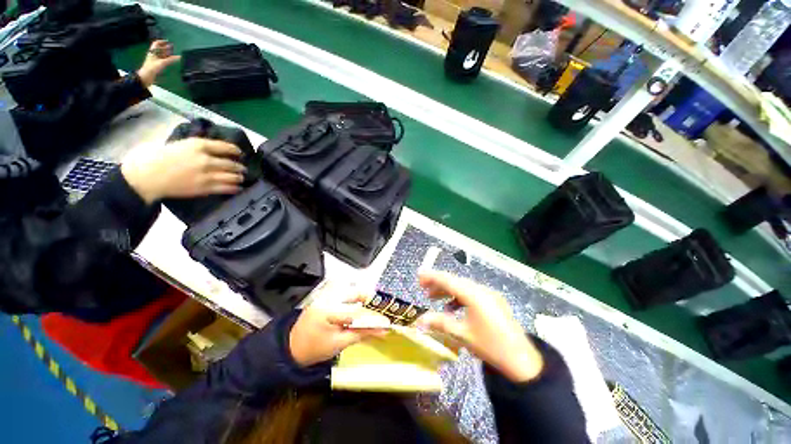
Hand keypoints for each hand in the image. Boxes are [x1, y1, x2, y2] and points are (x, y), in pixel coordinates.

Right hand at [121, 138, 245, 203]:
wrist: (145, 177)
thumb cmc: (154, 157)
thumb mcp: (177, 144)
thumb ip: (194, 147)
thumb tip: (206, 149)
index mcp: (197, 145)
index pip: (224, 146)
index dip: (235, 150)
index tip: (239, 152)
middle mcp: (206, 159)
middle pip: (230, 163)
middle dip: (239, 166)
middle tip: (243, 168)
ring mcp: (207, 174)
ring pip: (231, 176)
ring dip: (239, 177)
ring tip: (241, 178)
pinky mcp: (205, 187)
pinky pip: (225, 188)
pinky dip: (234, 188)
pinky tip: (238, 188)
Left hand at [137, 40, 180, 87]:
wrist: (146, 76)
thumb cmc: (152, 68)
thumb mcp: (162, 63)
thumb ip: (171, 59)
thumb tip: (179, 56)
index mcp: (153, 52)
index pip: (156, 44)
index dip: (162, 41)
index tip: (167, 41)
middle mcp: (154, 54)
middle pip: (159, 49)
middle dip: (165, 47)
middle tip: (172, 46)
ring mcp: (155, 60)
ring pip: (161, 54)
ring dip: (167, 53)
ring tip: (173, 52)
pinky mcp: (157, 65)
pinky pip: (163, 60)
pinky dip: (167, 59)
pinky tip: (171, 60)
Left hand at [289, 281, 389, 366]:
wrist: (291, 348)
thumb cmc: (313, 348)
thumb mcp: (339, 343)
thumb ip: (362, 334)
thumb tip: (382, 330)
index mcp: (328, 310)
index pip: (357, 311)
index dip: (374, 317)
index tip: (386, 322)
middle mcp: (328, 297)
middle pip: (356, 293)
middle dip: (370, 302)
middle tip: (381, 311)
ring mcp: (326, 295)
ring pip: (352, 290)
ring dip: (363, 299)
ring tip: (372, 310)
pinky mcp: (326, 295)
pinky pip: (345, 293)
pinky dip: (355, 300)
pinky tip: (360, 308)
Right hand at [416, 271, 543, 382]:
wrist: (522, 361)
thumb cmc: (490, 346)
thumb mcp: (462, 334)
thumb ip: (440, 323)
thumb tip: (420, 319)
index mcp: (474, 295)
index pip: (448, 280)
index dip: (432, 276)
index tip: (419, 275)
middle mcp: (482, 290)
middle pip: (455, 281)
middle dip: (438, 284)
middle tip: (423, 288)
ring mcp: (489, 295)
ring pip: (463, 287)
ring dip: (448, 291)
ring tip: (433, 297)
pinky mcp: (494, 302)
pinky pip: (472, 294)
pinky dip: (459, 298)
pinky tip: (452, 308)